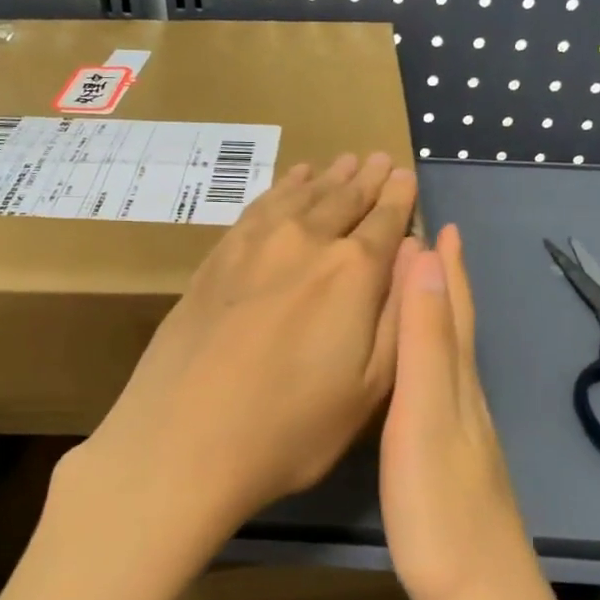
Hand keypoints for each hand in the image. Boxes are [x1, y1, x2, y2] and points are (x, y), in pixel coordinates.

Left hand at [60, 153, 417, 577]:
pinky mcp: (217, 256)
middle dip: (369, 178)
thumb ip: (399, 316)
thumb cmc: (292, 428)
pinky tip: (291, 181)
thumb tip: (416, 256)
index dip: (400, 199)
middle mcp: (307, 243)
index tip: (407, 177)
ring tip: (345, 161)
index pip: (386, 221)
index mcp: (353, 273)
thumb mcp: (370, 389)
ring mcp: (256, 244)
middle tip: (382, 159)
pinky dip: (282, 188)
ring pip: (302, 195)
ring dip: (328, 176)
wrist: (183, 439)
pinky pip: (259, 205)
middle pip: (345, 199)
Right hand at [380, 225, 540, 599]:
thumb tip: (427, 260)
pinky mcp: (452, 466)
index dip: (448, 266)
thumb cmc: (441, 510)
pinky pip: (441, 390)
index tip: (439, 222)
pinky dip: (431, 362)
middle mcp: (466, 400)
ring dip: (438, 317)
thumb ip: (426, 342)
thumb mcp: (424, 416)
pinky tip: (422, 377)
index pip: (455, 308)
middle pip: (459, 327)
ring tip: (420, 292)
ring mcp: (464, 436)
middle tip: (428, 243)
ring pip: (452, 358)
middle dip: (446, 282)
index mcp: (459, 383)